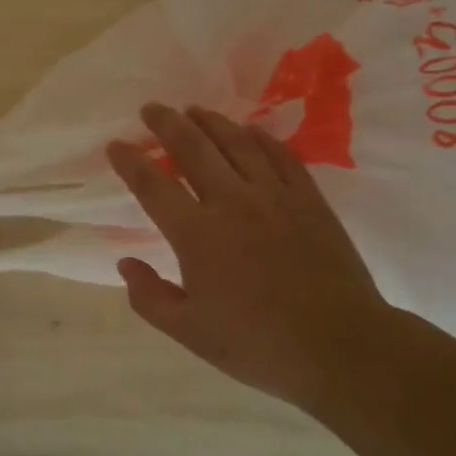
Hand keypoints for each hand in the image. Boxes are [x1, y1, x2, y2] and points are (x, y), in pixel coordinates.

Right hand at [107, 103, 388, 410]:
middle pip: (193, 148)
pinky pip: (281, 156)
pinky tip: (250, 131)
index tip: (116, 144)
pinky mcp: (308, 199)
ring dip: (211, 121)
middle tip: (152, 109)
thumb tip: (125, 263)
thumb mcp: (190, 333)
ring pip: (236, 143)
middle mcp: (231, 202)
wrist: (339, 346)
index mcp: (196, 234)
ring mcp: (274, 195)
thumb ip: (150, 297)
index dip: (130, 161)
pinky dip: (261, 138)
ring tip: (194, 110)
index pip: (152, 185)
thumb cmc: (257, 344)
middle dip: (167, 123)